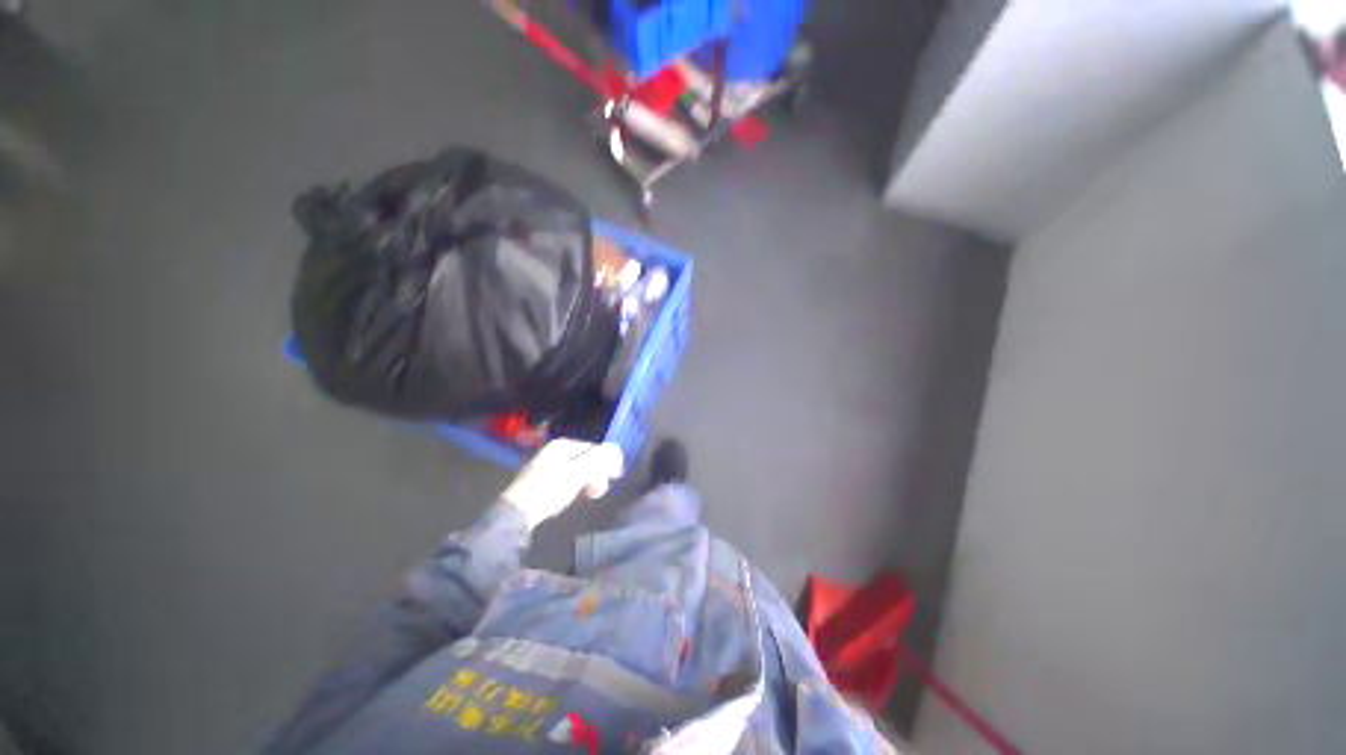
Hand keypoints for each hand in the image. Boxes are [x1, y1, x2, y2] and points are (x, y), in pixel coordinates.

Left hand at [502, 439, 624, 529]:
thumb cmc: (551, 488)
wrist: (518, 511)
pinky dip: (574, 486)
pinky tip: (572, 497)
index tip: (615, 477)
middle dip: (597, 473)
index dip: (607, 461)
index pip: (593, 447)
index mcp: (563, 445)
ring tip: (589, 495)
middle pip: (585, 458)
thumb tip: (614, 449)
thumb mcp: (580, 471)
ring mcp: (545, 465)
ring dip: (587, 481)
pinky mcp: (539, 480)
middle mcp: (554, 450)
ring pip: (576, 469)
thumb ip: (599, 458)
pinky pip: (565, 478)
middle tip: (600, 491)